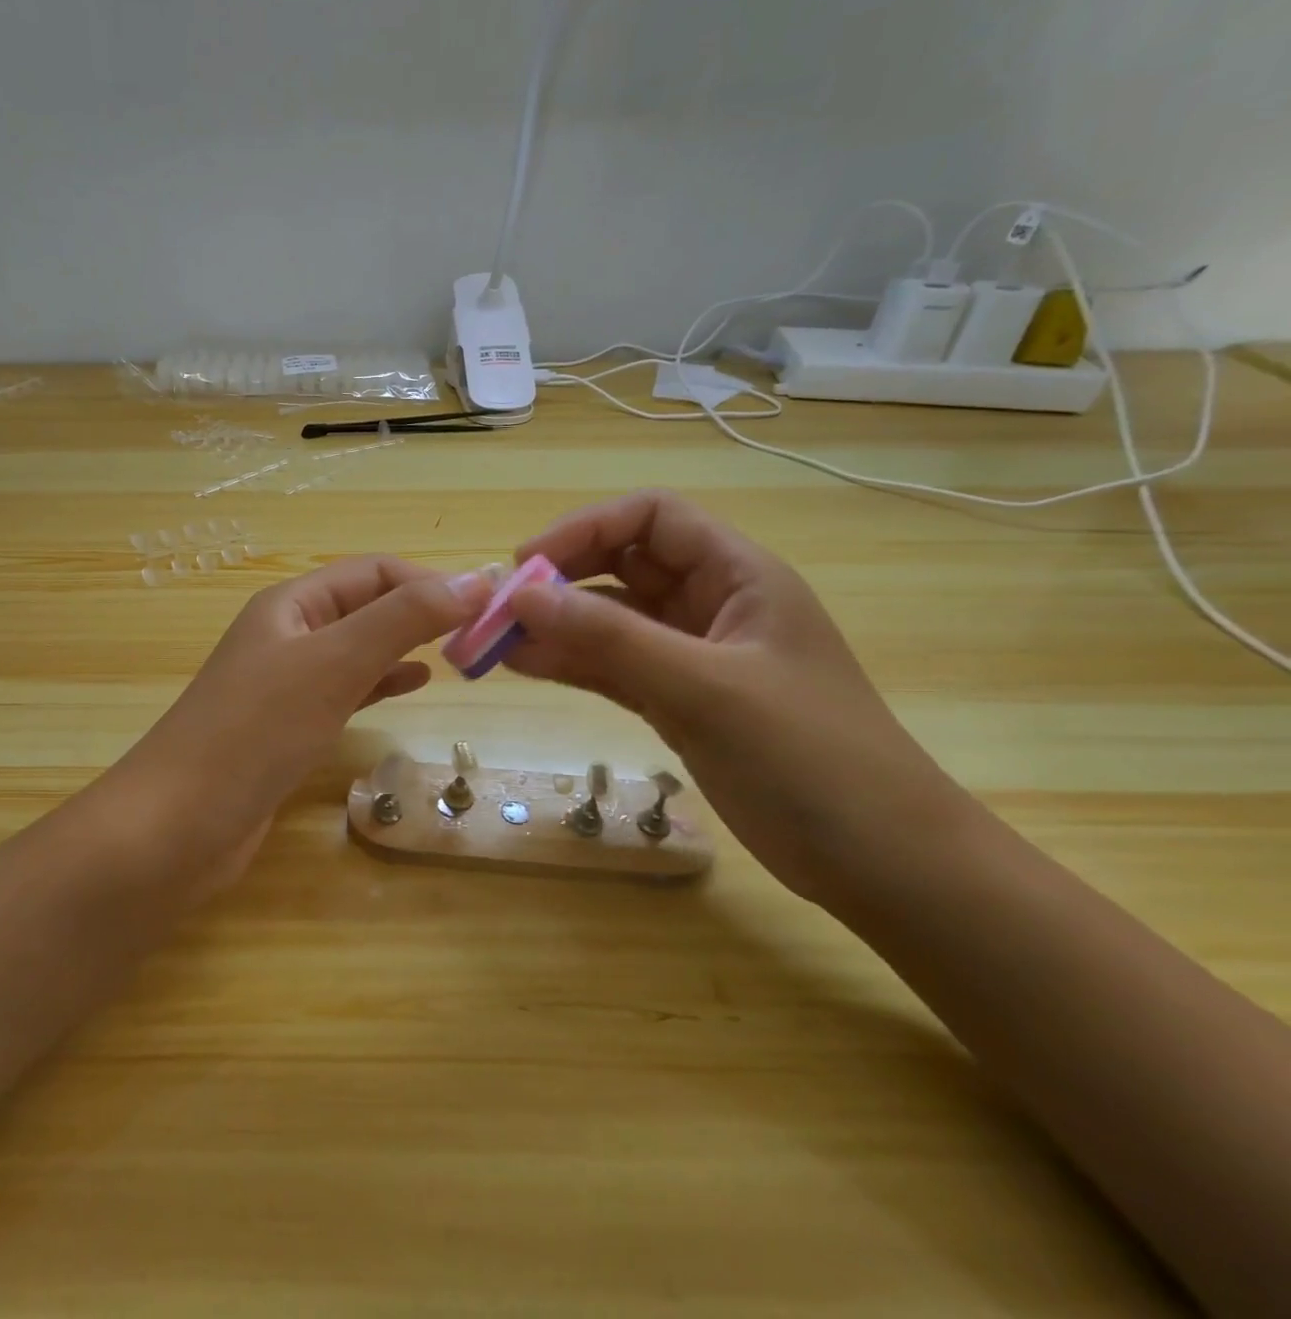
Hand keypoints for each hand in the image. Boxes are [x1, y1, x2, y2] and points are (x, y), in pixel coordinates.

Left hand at [116, 556, 491, 901]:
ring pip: (357, 649)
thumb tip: (474, 582)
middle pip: (364, 607)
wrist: (177, 827)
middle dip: (420, 613)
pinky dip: (381, 683)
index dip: (428, 582)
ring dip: (405, 647)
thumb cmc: (256, 732)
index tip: (484, 608)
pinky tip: (413, 686)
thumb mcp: (334, 664)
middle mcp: (286, 635)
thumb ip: (402, 620)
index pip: (372, 572)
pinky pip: (345, 691)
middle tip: (480, 635)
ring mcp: (284, 684)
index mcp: (290, 605)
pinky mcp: (287, 728)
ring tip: (457, 656)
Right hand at [503, 492, 976, 905]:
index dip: (585, 529)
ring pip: (612, 620)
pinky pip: (614, 667)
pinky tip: (527, 666)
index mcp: (738, 576)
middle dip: (562, 579)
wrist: (883, 862)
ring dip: (558, 625)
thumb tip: (523, 597)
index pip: (651, 518)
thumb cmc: (810, 758)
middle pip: (624, 565)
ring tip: (497, 642)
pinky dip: (573, 663)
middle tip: (502, 609)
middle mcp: (712, 604)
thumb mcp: (705, 688)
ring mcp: (694, 656)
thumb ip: (612, 639)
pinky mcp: (680, 701)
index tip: (527, 567)